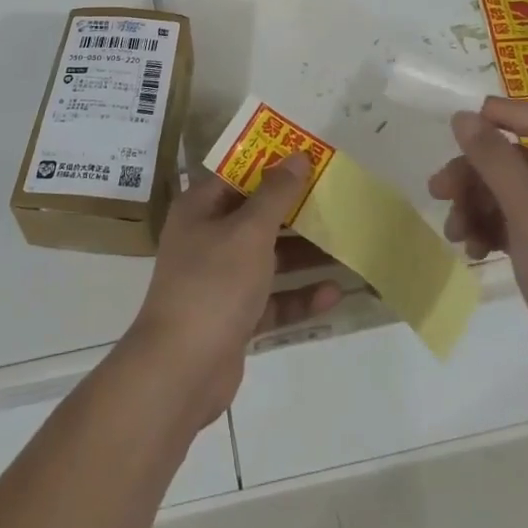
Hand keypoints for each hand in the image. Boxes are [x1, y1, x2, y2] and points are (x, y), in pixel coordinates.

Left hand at [122, 156, 342, 424]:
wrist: (181, 370)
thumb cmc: (213, 284)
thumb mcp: (249, 232)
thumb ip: (276, 194)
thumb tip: (297, 156)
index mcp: (200, 209)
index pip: (238, 175)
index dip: (272, 165)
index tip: (311, 161)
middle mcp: (207, 238)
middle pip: (256, 217)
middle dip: (296, 212)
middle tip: (337, 202)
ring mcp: (219, 280)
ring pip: (268, 259)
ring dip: (304, 255)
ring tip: (345, 247)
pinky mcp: (234, 317)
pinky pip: (271, 299)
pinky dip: (298, 296)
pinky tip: (333, 294)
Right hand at [428, 98, 527, 410]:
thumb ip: (494, 159)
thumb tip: (463, 117)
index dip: (503, 115)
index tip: (457, 120)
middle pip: (522, 160)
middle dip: (478, 174)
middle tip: (439, 188)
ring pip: (512, 193)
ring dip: (478, 205)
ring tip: (454, 229)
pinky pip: (515, 224)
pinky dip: (489, 229)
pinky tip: (469, 247)